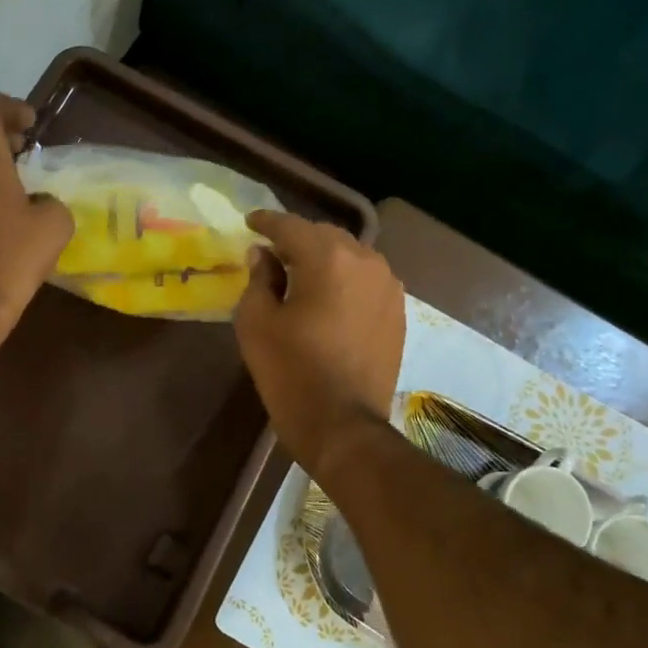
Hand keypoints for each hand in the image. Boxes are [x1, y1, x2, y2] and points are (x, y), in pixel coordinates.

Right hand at [235, 211, 405, 476]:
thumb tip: (264, 255)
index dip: (266, 222)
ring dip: (324, 259)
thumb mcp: (256, 323)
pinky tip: (330, 298)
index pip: (290, 226)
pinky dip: (345, 280)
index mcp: (326, 258)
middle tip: (272, 253)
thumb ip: (258, 278)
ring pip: (350, 256)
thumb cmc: (291, 373)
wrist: (343, 425)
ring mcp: (388, 286)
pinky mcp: (397, 311)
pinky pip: (367, 280)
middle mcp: (365, 261)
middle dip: (297, 240)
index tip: (250, 222)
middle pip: (324, 236)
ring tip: (302, 275)